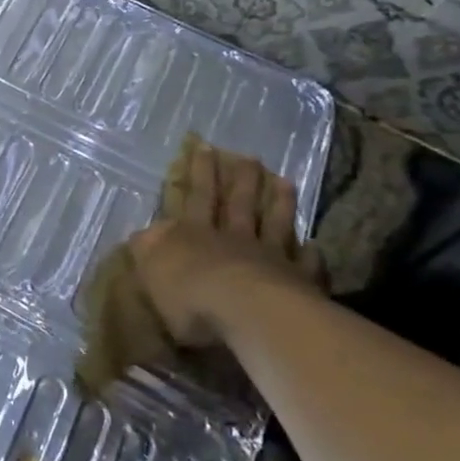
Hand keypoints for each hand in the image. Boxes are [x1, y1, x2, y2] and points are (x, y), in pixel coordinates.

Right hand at [128, 142, 321, 348]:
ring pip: (275, 224)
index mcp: (195, 234)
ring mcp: (271, 257)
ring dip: (279, 203)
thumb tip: (144, 232)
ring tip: (284, 181)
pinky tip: (314, 245)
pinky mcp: (299, 282)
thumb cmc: (189, 294)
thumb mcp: (150, 268)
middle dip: (241, 179)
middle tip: (249, 157)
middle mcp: (235, 238)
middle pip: (239, 203)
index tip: (205, 146)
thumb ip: (148, 247)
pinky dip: (310, 253)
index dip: (200, 172)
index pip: (197, 196)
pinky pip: (306, 263)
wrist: (245, 314)